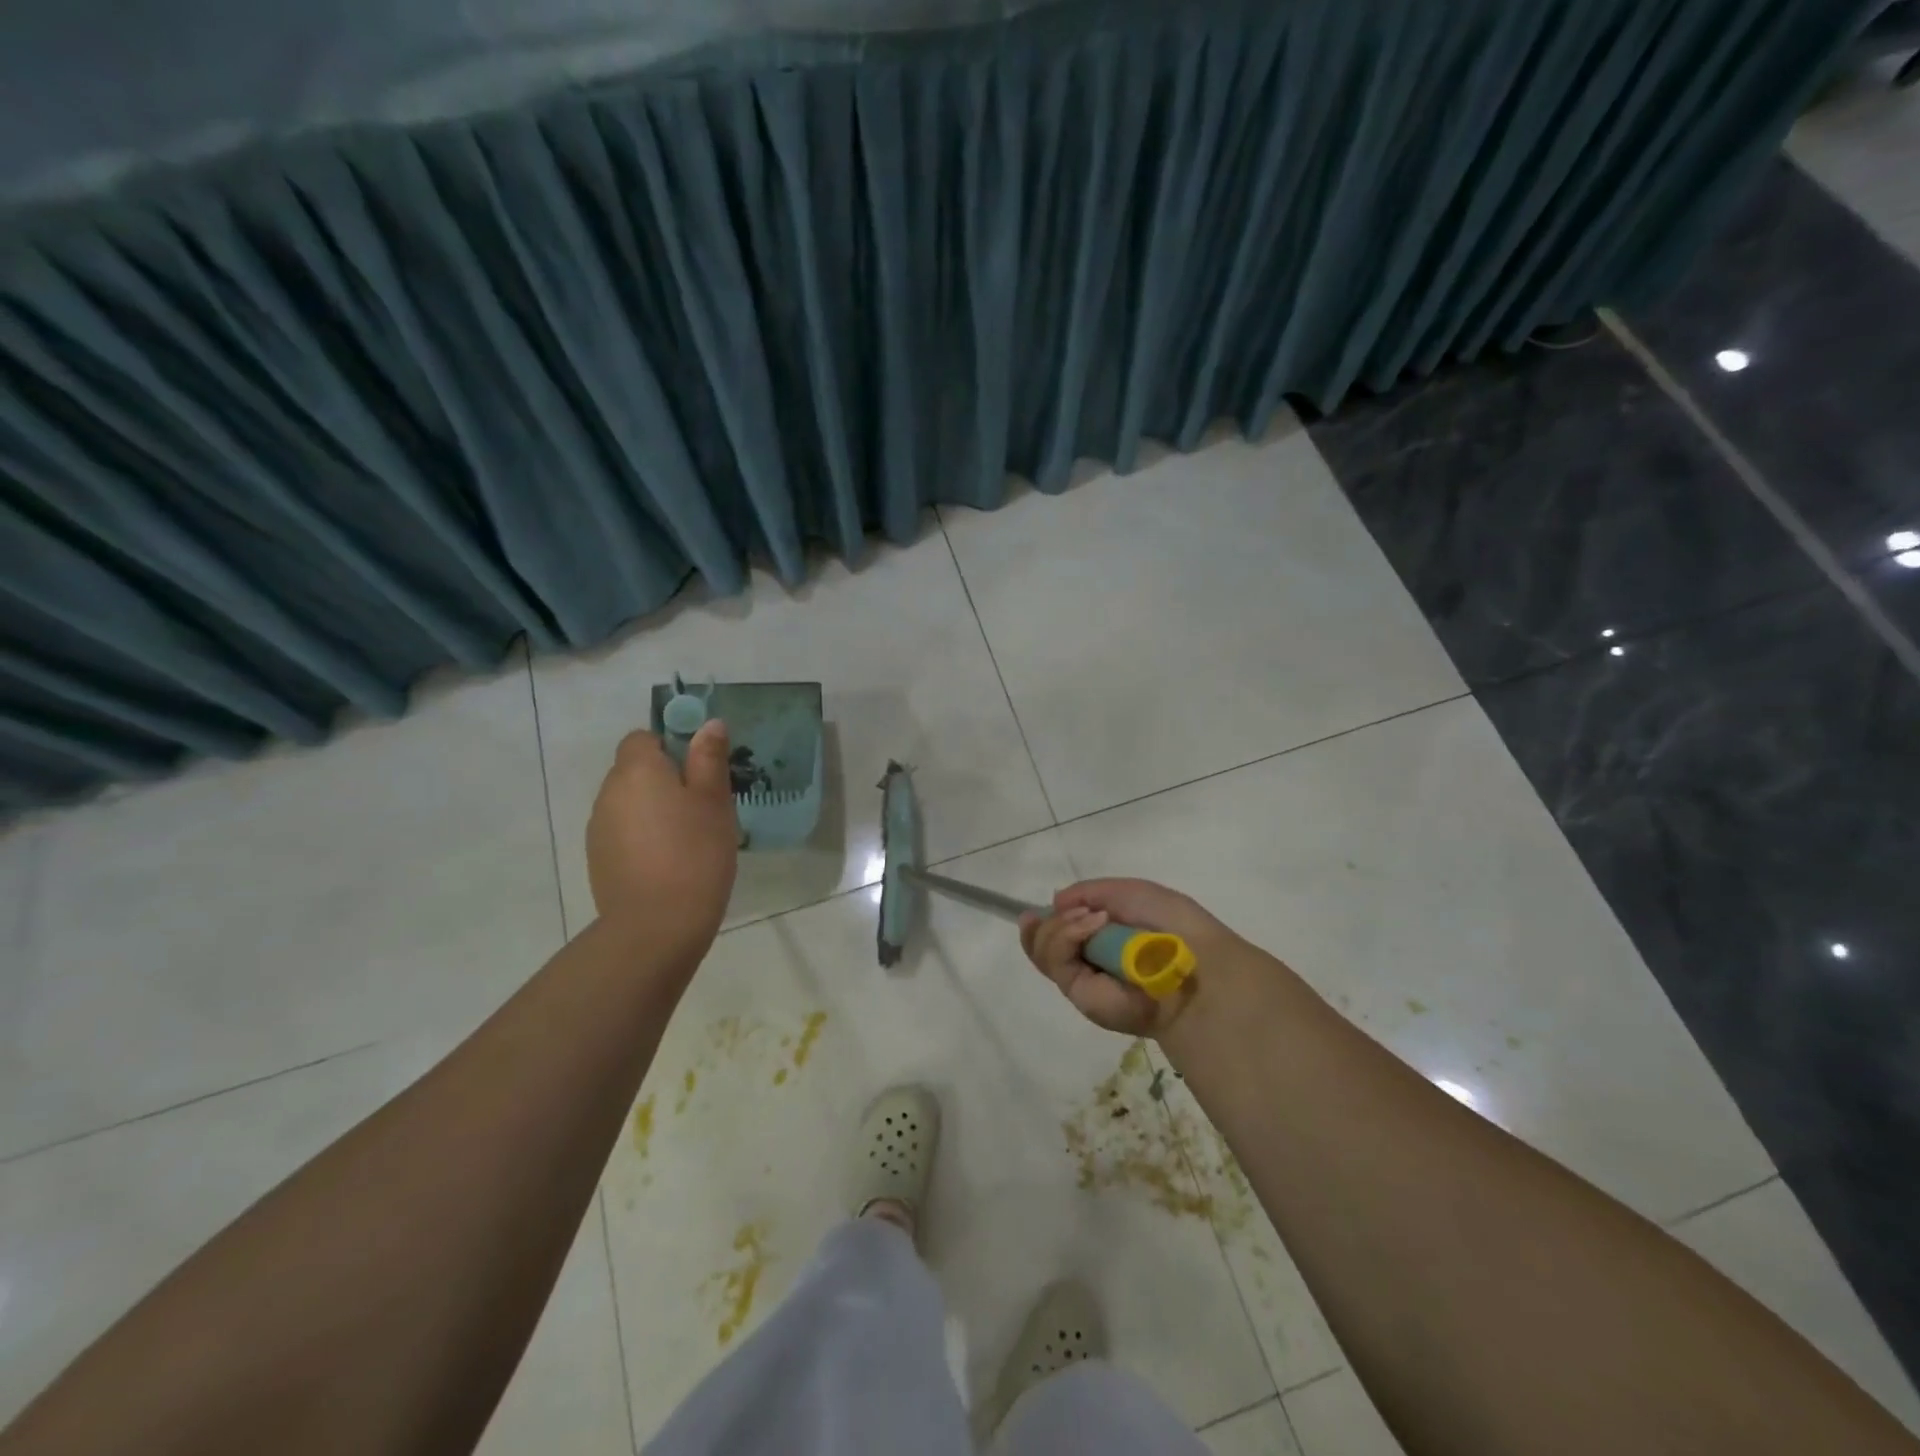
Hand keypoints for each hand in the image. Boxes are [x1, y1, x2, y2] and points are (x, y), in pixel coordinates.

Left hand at [586, 722, 737, 957]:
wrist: (657, 925)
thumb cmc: (695, 853)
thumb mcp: (714, 801)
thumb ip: (709, 758)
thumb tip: (708, 724)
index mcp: (636, 770)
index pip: (642, 738)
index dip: (669, 746)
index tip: (698, 771)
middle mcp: (608, 792)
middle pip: (634, 770)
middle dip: (664, 780)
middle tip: (701, 807)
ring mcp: (598, 828)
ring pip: (629, 803)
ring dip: (652, 810)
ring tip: (687, 838)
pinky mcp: (598, 859)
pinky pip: (623, 832)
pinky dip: (642, 837)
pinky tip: (668, 862)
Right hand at [1019, 878, 1246, 1037]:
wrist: (1193, 963)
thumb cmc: (1170, 924)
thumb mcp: (1129, 893)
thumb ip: (1088, 893)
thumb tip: (1054, 903)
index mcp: (1102, 940)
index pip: (1058, 934)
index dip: (1043, 923)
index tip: (1033, 912)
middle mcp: (1088, 961)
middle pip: (1041, 943)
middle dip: (1046, 924)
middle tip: (1072, 911)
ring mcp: (1082, 980)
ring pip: (1043, 950)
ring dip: (1059, 926)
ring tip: (1091, 919)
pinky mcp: (1080, 995)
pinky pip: (1056, 960)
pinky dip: (1066, 935)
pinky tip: (1091, 925)